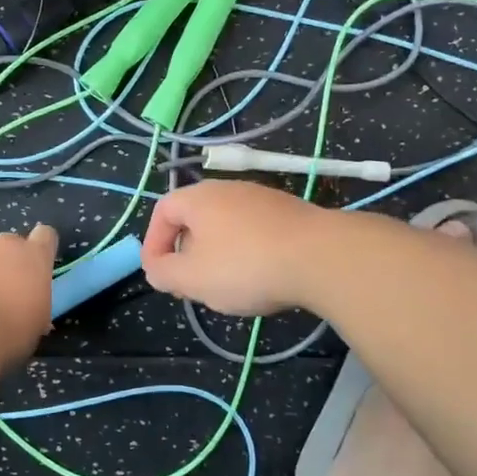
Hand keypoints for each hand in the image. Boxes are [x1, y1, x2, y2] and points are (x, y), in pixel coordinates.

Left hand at [0, 225, 58, 366]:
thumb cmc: (9, 331)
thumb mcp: (37, 322)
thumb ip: (36, 301)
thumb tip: (30, 305)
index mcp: (32, 256)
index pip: (45, 236)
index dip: (42, 249)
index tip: (38, 267)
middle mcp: (0, 246)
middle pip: (8, 246)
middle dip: (7, 264)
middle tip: (4, 294)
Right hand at [141, 182, 332, 315]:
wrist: (322, 256)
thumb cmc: (246, 265)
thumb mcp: (192, 278)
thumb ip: (164, 273)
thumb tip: (156, 267)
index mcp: (199, 198)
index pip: (162, 211)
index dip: (153, 243)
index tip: (158, 274)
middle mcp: (228, 189)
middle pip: (195, 218)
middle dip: (186, 252)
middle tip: (189, 284)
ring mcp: (262, 198)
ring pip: (226, 226)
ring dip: (217, 255)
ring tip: (225, 286)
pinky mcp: (289, 213)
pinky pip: (255, 232)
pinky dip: (248, 253)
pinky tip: (261, 278)